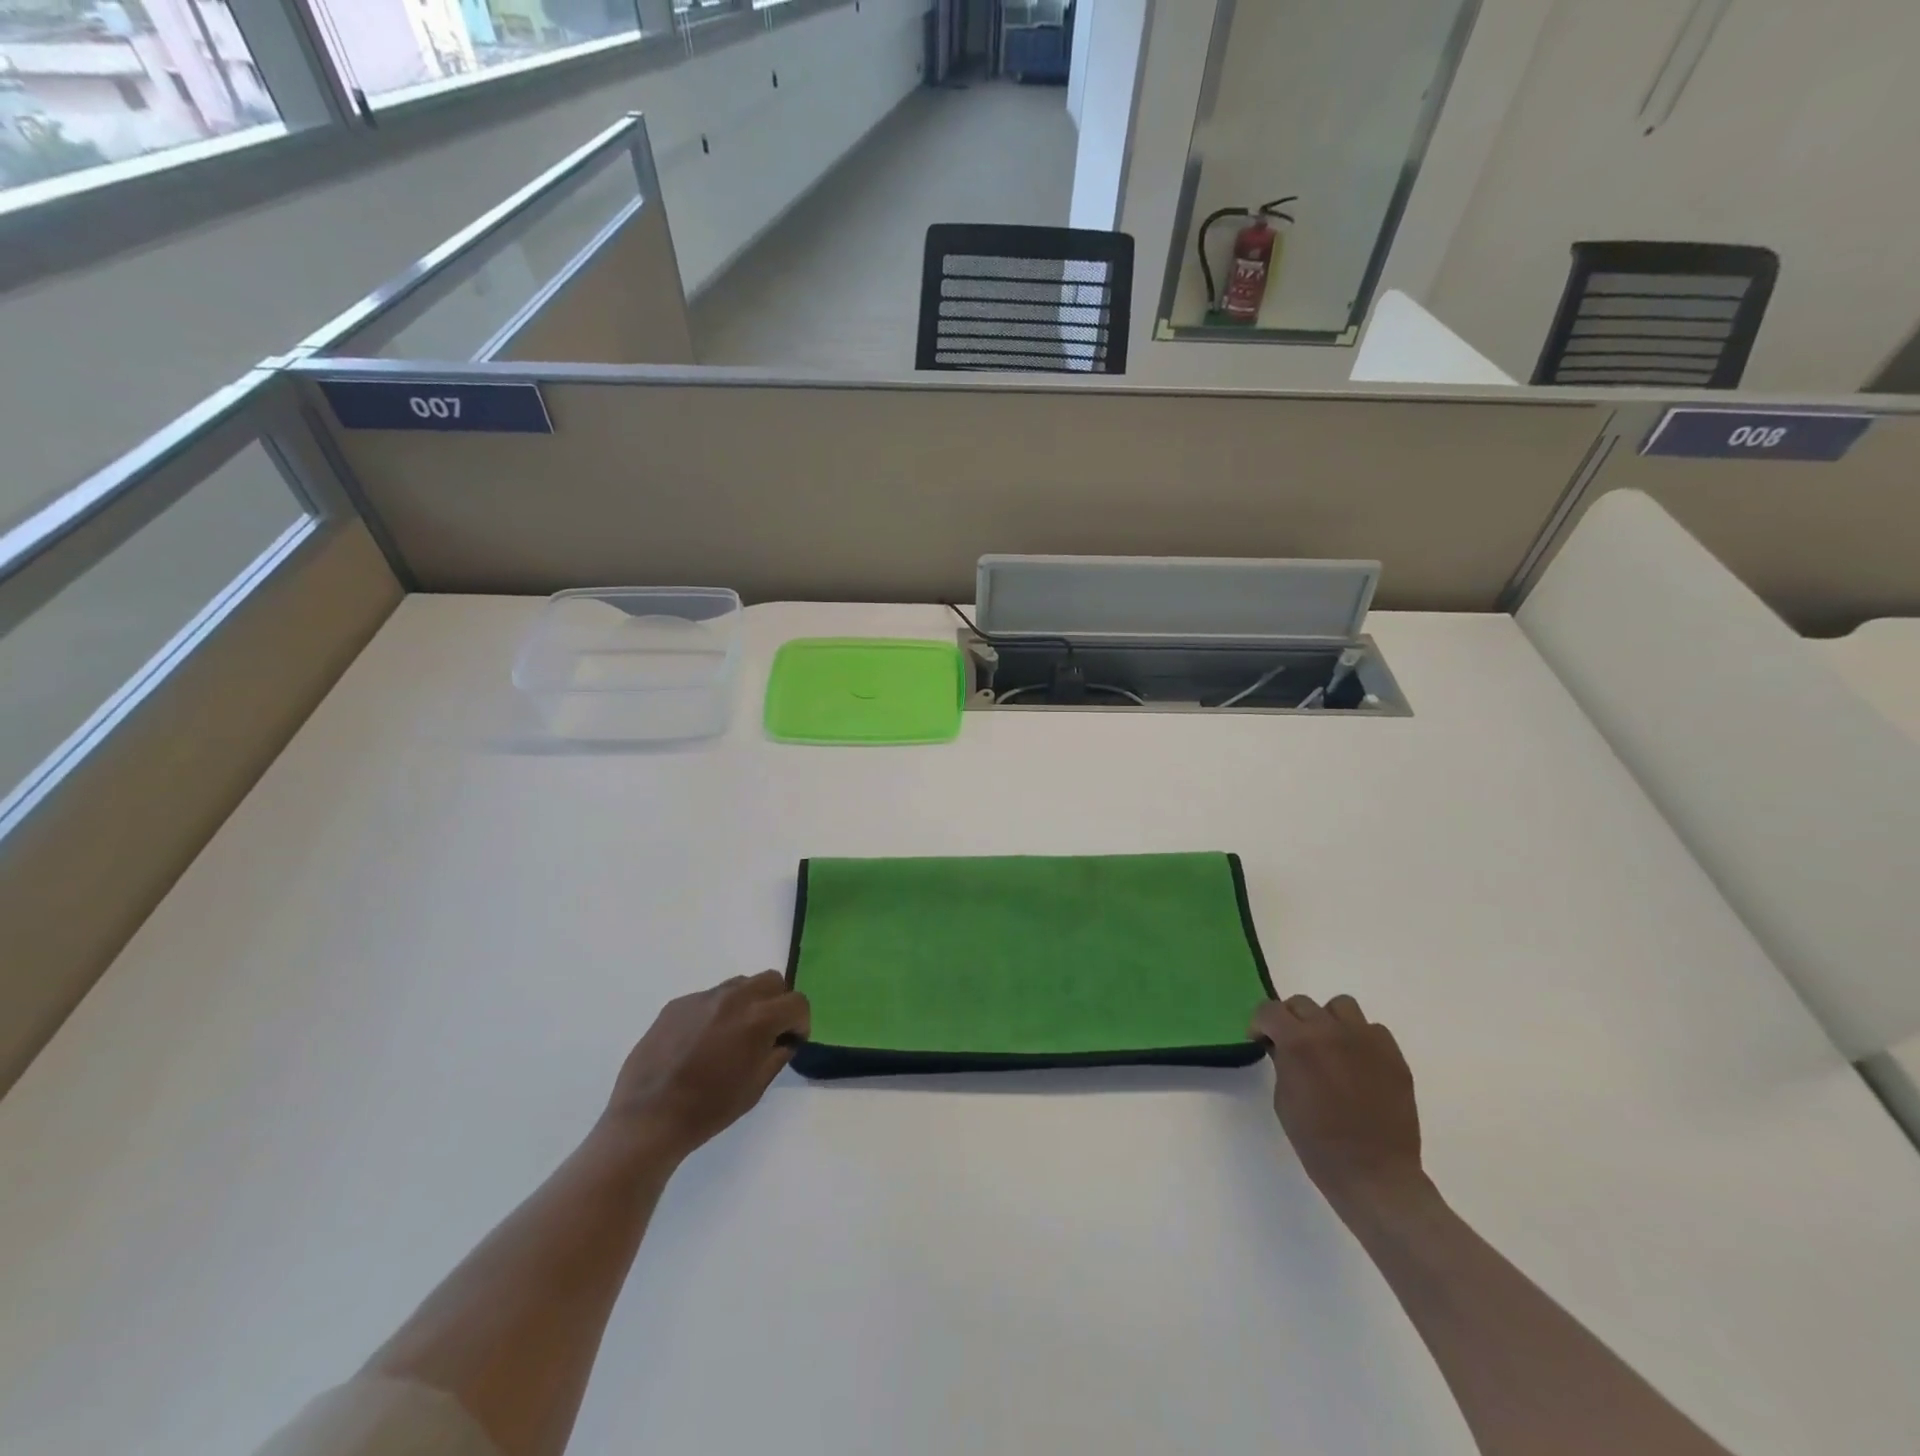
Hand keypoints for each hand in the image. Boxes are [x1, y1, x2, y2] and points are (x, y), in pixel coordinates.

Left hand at [603, 972, 809, 1162]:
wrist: (647, 1119)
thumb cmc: (708, 1109)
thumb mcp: (755, 1088)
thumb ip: (776, 1055)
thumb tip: (783, 1039)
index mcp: (758, 1019)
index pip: (797, 1002)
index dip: (801, 1022)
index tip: (791, 1040)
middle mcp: (733, 998)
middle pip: (772, 980)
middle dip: (778, 1002)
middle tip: (767, 1031)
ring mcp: (702, 997)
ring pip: (740, 984)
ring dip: (748, 1002)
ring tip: (732, 1035)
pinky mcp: (677, 1004)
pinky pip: (709, 998)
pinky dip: (716, 1012)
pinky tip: (700, 1043)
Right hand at [1250, 994, 1425, 1210]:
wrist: (1374, 1175)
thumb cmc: (1318, 1143)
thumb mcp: (1283, 1099)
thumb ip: (1282, 1063)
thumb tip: (1283, 1047)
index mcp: (1298, 1042)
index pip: (1269, 1010)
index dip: (1260, 1023)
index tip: (1261, 1040)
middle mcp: (1331, 1031)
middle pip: (1302, 1004)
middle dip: (1290, 1021)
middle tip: (1293, 1046)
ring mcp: (1366, 1040)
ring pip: (1341, 1006)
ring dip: (1328, 1021)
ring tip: (1329, 1047)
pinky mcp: (1394, 1055)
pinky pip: (1373, 1029)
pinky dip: (1360, 1039)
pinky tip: (1358, 1063)